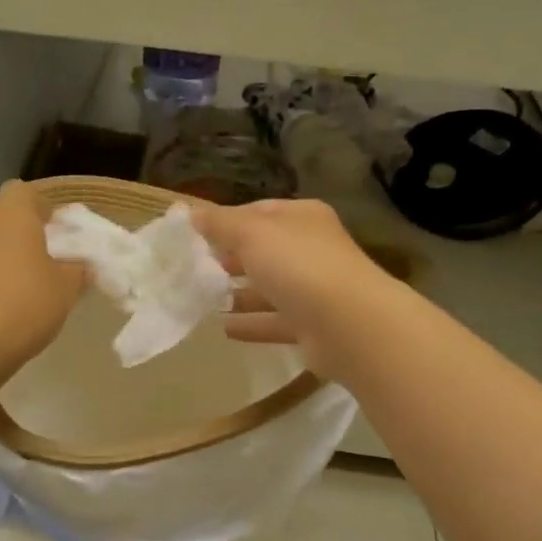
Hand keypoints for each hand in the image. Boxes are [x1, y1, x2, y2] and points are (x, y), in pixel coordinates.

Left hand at [0, 180, 84, 383]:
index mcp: (10, 217)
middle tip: (32, 265)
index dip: (40, 208)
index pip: (24, 191)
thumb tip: (78, 264)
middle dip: (12, 235)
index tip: (53, 232)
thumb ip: (76, 271)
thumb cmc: (22, 308)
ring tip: (6, 294)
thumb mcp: (65, 291)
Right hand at [193, 198, 400, 379]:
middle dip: (231, 258)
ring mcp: (314, 290)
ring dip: (238, 293)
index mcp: (303, 218)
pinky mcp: (311, 327)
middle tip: (194, 268)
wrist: (349, 325)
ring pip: (269, 288)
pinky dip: (251, 324)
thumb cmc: (299, 265)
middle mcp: (311, 250)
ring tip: (202, 299)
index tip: (195, 234)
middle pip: (264, 250)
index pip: (259, 212)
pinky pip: (273, 322)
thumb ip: (220, 224)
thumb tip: (192, 214)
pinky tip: (223, 328)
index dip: (227, 220)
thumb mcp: (252, 234)